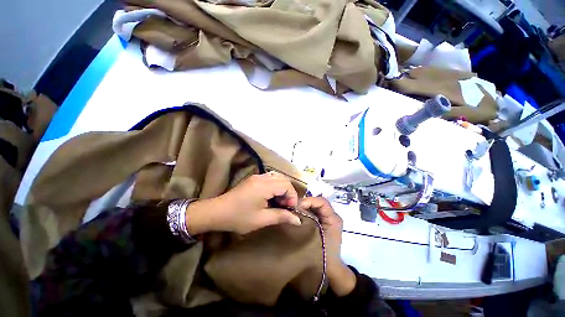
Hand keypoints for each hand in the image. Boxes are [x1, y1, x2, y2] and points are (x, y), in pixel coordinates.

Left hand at [186, 172, 301, 234]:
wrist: (217, 212)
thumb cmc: (239, 217)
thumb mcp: (261, 219)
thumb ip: (281, 217)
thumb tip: (298, 220)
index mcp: (264, 186)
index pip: (286, 185)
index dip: (292, 196)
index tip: (290, 209)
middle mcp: (262, 177)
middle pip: (283, 179)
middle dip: (288, 192)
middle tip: (285, 206)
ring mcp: (257, 176)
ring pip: (277, 177)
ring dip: (282, 188)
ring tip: (279, 201)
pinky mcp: (253, 179)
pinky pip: (270, 178)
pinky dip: (275, 186)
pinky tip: (272, 196)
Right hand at [299, 197, 355, 296]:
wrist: (331, 271)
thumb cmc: (324, 255)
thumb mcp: (315, 236)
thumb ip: (306, 220)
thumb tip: (295, 209)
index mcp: (333, 218)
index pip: (321, 202)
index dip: (309, 201)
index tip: (296, 206)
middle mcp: (332, 216)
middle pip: (317, 203)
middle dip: (304, 203)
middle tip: (292, 208)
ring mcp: (327, 220)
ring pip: (314, 207)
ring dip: (304, 208)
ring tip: (293, 211)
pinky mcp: (323, 223)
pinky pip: (313, 213)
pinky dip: (305, 213)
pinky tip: (296, 216)